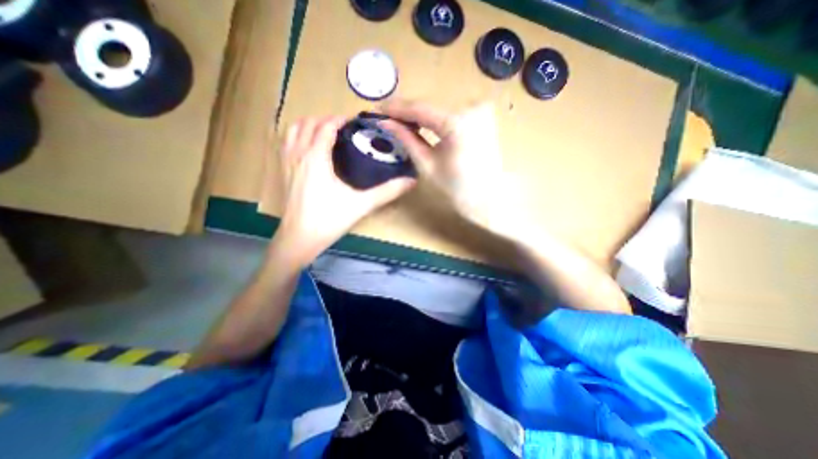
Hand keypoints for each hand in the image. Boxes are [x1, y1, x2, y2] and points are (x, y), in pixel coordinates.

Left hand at [275, 114, 415, 264]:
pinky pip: (286, 143)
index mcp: (316, 157)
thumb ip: (387, 192)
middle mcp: (298, 154)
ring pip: (293, 130)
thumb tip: (411, 181)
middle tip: (344, 127)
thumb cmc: (330, 220)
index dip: (340, 120)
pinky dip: (297, 135)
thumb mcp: (362, 204)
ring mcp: (287, 162)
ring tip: (325, 131)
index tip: (355, 121)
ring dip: (309, 124)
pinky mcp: (282, 172)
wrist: (300, 238)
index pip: (326, 126)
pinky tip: (308, 146)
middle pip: (308, 123)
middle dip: (325, 119)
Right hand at [382, 100, 508, 235]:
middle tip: (388, 117)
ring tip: (402, 122)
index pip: (419, 109)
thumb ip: (407, 139)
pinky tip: (424, 124)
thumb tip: (386, 123)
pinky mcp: (484, 114)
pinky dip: (437, 117)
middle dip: (408, 112)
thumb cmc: (457, 187)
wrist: (488, 197)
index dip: (397, 108)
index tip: (378, 109)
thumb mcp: (427, 164)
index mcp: (457, 123)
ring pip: (441, 107)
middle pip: (430, 106)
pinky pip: (453, 111)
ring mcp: (480, 109)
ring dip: (421, 115)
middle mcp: (471, 107)